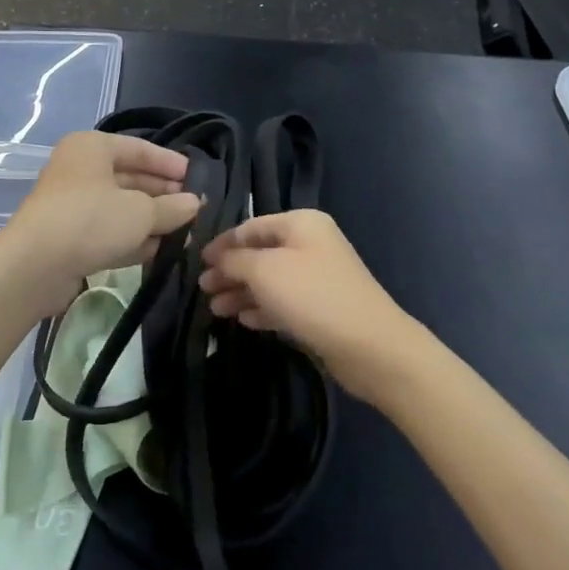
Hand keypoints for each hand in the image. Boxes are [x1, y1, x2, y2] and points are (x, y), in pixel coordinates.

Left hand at [0, 131, 200, 315]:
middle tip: (193, 209)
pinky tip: (159, 251)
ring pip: (120, 208)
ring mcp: (72, 205)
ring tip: (185, 234)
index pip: (139, 148)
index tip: (196, 178)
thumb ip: (172, 207)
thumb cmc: (90, 221)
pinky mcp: (69, 237)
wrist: (34, 266)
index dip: (169, 163)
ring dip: (151, 221)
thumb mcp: (141, 212)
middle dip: (162, 195)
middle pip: (130, 178)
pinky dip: (132, 239)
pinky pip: (108, 232)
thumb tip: (194, 204)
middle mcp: (80, 170)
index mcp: (92, 148)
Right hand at [199, 209, 417, 404]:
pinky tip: (243, 320)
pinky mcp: (321, 308)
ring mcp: (317, 277)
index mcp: (301, 223)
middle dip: (230, 271)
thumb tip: (218, 258)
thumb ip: (235, 260)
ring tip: (216, 310)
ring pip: (269, 280)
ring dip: (241, 292)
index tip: (197, 262)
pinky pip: (283, 302)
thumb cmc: (313, 297)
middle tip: (203, 290)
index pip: (251, 226)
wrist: (370, 346)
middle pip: (260, 253)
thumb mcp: (264, 271)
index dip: (222, 243)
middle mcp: (310, 244)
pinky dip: (262, 308)